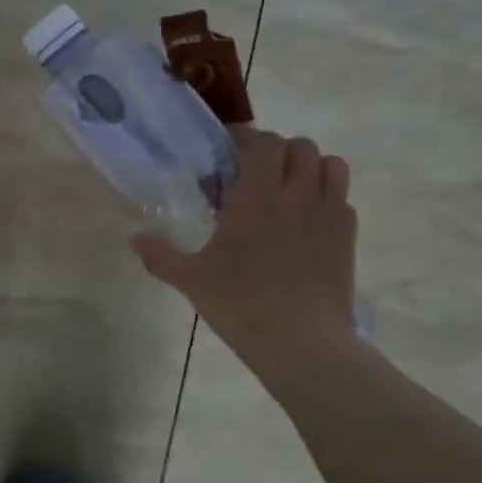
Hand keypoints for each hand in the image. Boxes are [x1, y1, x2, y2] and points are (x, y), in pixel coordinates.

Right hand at [132, 129, 358, 376]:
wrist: (302, 344)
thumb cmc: (241, 304)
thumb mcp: (191, 279)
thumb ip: (160, 255)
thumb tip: (134, 238)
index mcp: (258, 197)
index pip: (264, 143)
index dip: (247, 138)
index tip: (228, 151)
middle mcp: (298, 196)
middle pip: (301, 147)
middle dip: (278, 151)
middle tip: (256, 172)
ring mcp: (329, 216)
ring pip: (332, 166)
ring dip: (310, 168)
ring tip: (289, 189)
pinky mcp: (348, 240)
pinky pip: (344, 201)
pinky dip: (328, 199)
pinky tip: (308, 222)